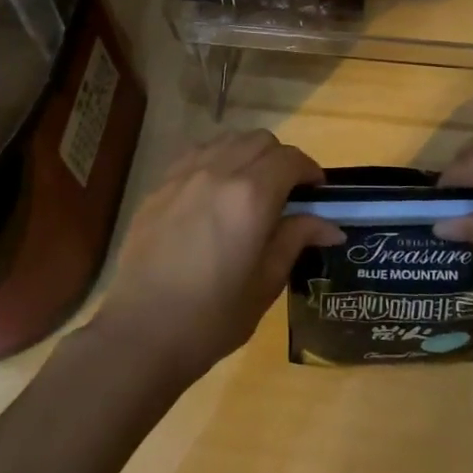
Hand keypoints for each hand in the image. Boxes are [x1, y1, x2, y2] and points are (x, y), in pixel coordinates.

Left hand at [91, 131, 342, 382]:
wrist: (142, 333)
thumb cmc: (212, 317)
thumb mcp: (265, 283)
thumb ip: (296, 241)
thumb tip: (330, 226)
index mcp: (251, 196)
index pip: (291, 159)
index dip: (310, 170)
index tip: (317, 192)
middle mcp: (219, 172)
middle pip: (261, 140)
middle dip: (281, 159)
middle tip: (287, 192)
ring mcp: (185, 175)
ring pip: (228, 140)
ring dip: (248, 154)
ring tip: (251, 187)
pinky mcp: (160, 186)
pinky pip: (196, 153)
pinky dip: (216, 159)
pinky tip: (215, 191)